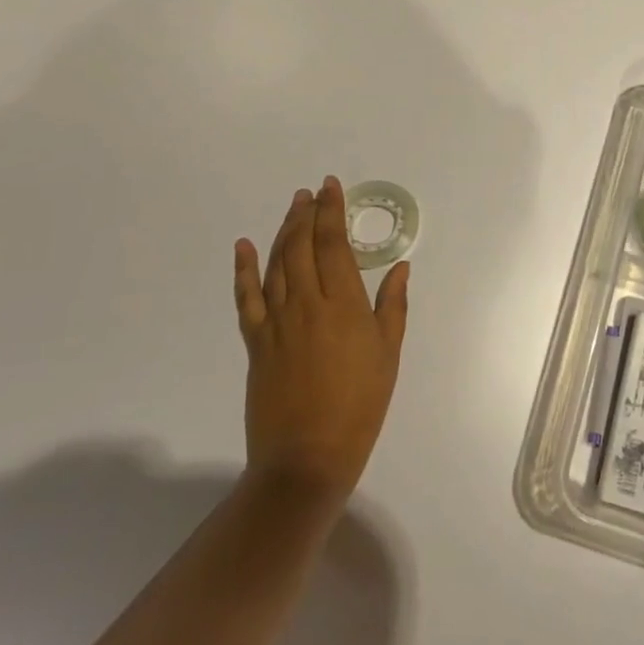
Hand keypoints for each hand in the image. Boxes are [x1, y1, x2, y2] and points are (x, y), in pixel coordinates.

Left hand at [233, 178, 408, 501]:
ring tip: (292, 208)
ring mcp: (277, 322)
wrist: (307, 457)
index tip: (330, 187)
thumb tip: (399, 267)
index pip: (334, 244)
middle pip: (302, 246)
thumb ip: (392, 306)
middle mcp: (307, 303)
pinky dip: (244, 270)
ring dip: (283, 232)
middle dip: (306, 214)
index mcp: (343, 305)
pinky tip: (244, 248)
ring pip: (277, 264)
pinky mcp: (256, 342)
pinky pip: (247, 298)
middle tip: (310, 193)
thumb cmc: (360, 405)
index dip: (331, 212)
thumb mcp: (388, 354)